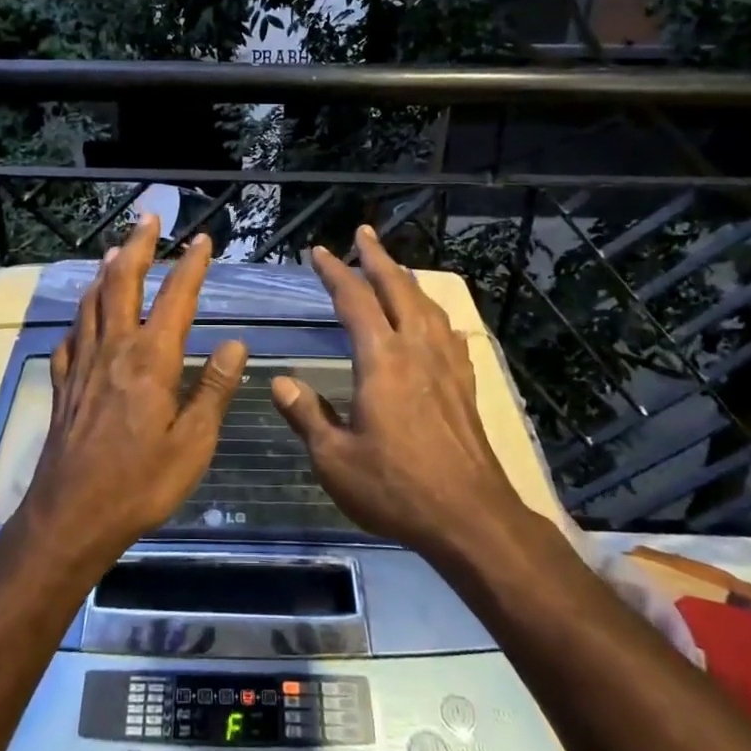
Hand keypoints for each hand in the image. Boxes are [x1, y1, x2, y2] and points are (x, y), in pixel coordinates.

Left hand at [20, 217, 248, 565]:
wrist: (72, 515)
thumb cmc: (141, 482)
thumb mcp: (193, 443)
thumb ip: (213, 388)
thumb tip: (234, 342)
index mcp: (151, 359)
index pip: (176, 298)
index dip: (191, 265)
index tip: (203, 239)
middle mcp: (114, 349)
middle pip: (123, 284)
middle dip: (138, 246)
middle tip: (148, 218)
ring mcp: (83, 365)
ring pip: (92, 303)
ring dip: (105, 272)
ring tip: (115, 252)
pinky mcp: (62, 385)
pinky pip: (69, 337)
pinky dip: (79, 317)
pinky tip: (81, 318)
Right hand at [271, 225, 520, 560]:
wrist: (470, 517)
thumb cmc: (395, 488)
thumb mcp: (335, 459)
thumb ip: (307, 416)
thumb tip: (280, 383)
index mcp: (381, 360)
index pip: (355, 301)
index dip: (335, 272)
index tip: (320, 251)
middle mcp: (416, 350)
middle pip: (397, 289)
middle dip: (377, 258)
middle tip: (364, 233)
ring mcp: (446, 366)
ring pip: (427, 306)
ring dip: (407, 280)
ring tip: (395, 268)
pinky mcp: (464, 386)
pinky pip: (448, 334)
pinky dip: (434, 314)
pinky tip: (435, 322)